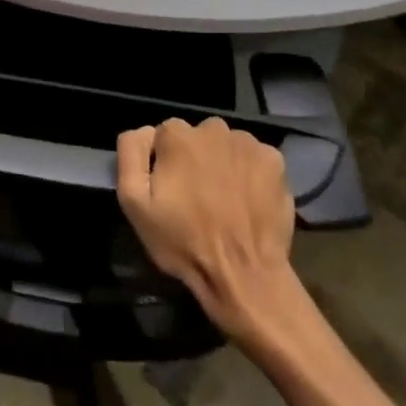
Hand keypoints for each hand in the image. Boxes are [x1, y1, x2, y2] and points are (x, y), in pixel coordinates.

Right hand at [116, 118, 294, 335]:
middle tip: (199, 198)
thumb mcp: (134, 203)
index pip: (164, 135)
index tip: (171, 191)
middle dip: (194, 159)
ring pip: (226, 146)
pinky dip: (250, 172)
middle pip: (197, 137)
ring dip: (222, 163)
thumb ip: (131, 154)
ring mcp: (248, 143)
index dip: (164, 163)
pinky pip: (254, 158)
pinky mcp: (275, 161)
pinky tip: (248, 199)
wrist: (245, 277)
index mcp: (177, 135)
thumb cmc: (184, 242)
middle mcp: (213, 128)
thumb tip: (144, 131)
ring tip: (225, 201)